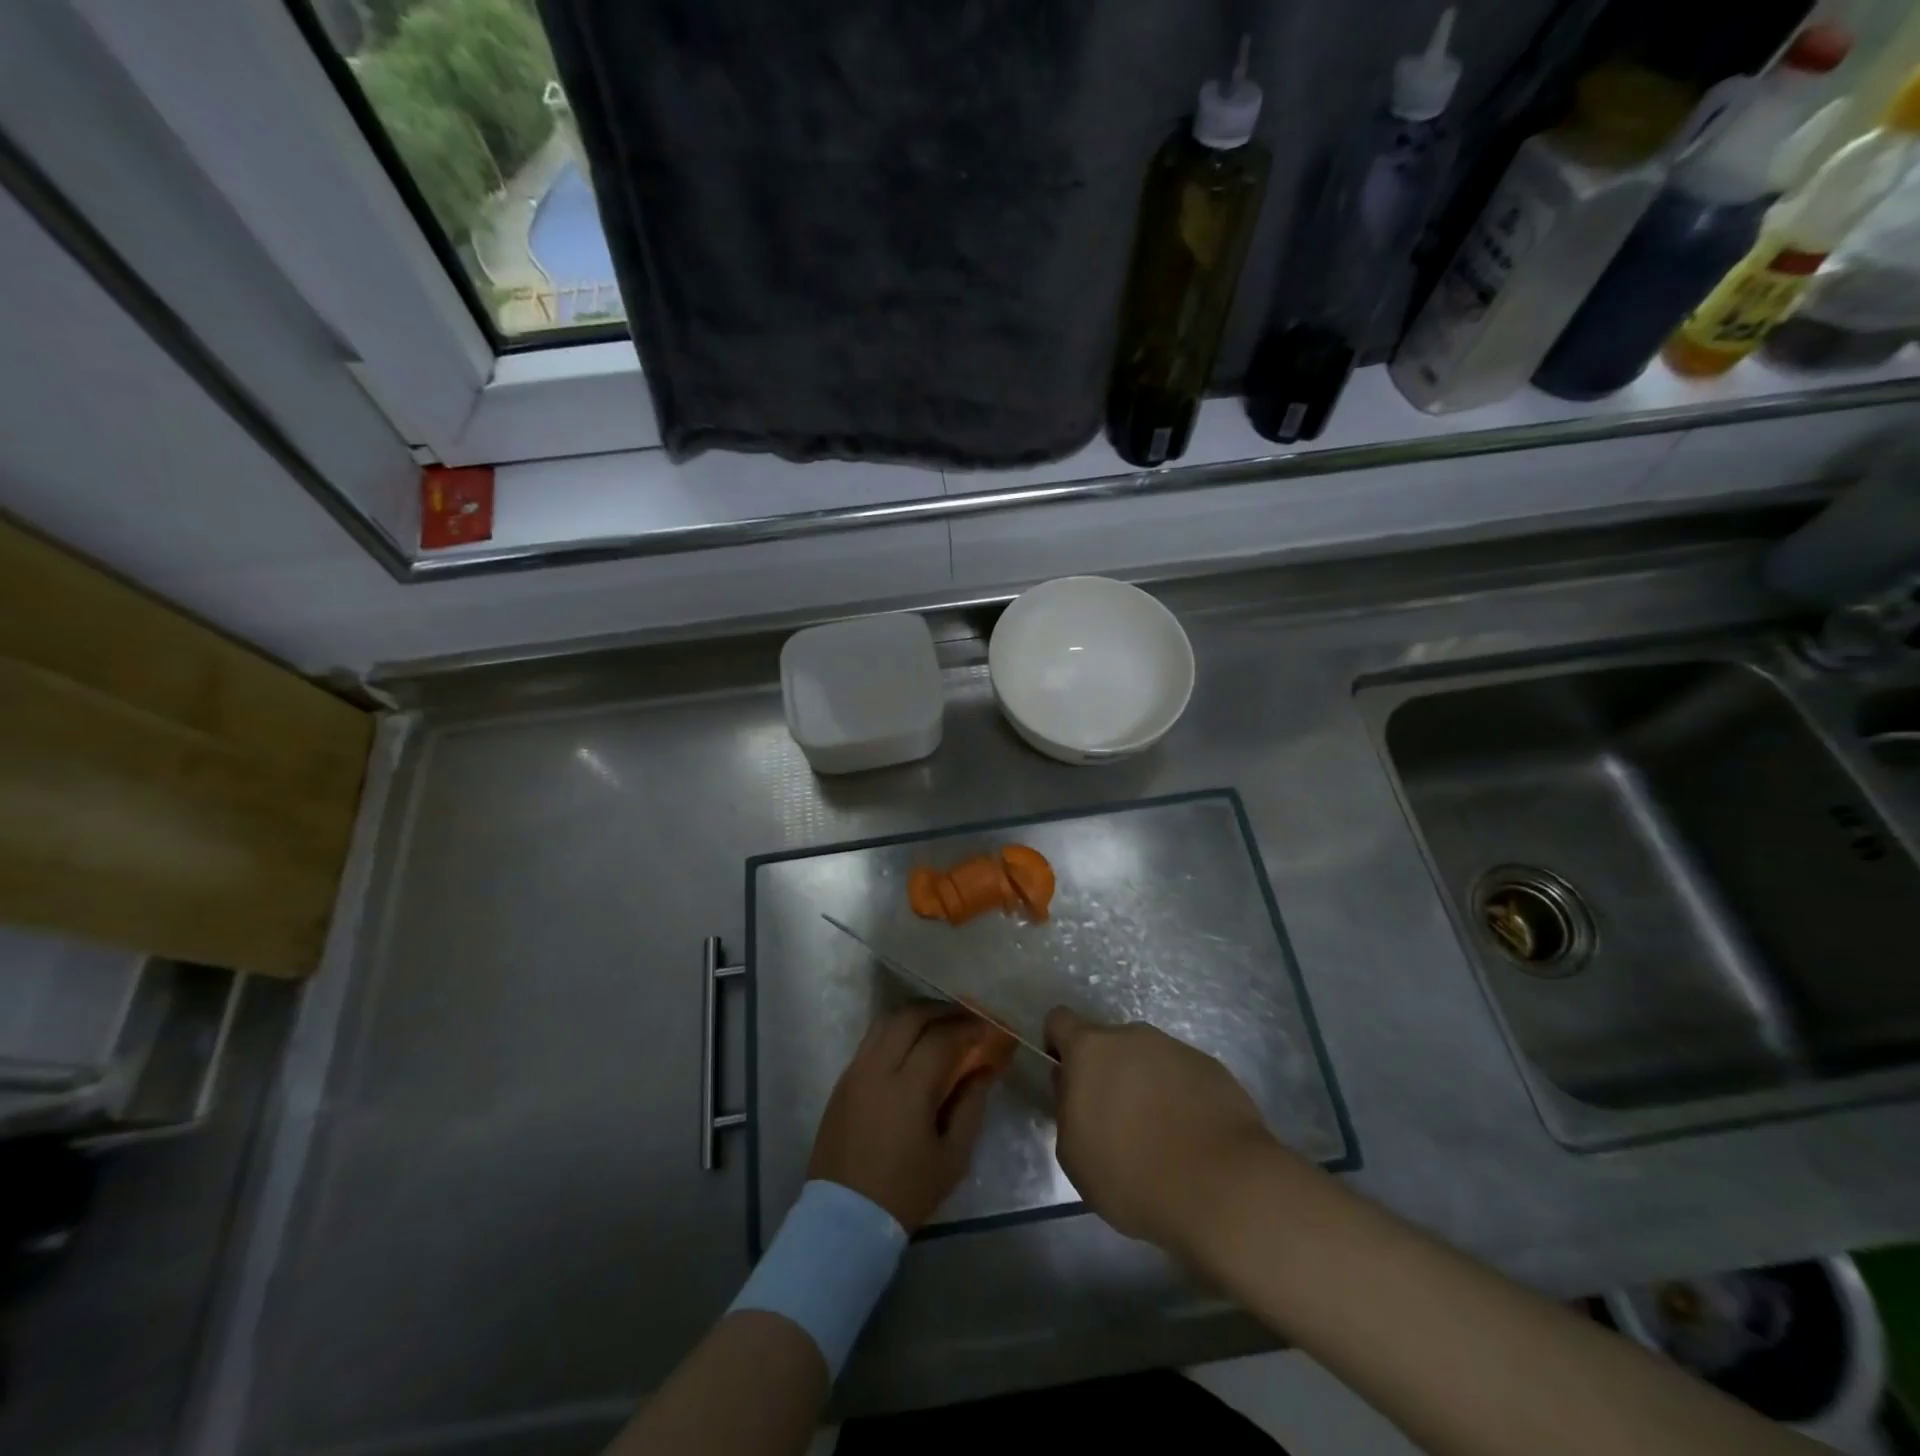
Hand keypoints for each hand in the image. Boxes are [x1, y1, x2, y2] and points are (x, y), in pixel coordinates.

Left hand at [807, 1003, 997, 1232]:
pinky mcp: (843, 1080)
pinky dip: (895, 1030)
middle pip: (910, 1016)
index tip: (986, 1026)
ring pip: (886, 1021)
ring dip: (915, 1014)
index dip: (967, 1027)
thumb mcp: (953, 1157)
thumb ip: (971, 1106)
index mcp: (907, 1089)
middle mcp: (877, 1069)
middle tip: (964, 1018)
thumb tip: (984, 1070)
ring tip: (938, 1024)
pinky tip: (911, 1044)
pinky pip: (871, 1039)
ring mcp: (855, 1071)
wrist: (845, 1218)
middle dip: (941, 1010)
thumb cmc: (906, 1191)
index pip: (941, 1038)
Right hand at [1045, 1008, 1277, 1256]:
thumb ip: (1068, 1109)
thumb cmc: (1132, 1174)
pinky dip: (1180, 1097)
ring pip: (1148, 1059)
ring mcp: (1176, 1048)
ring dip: (1145, 1085)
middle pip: (1109, 1043)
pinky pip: (1183, 1075)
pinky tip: (1190, 1138)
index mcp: (1091, 1049)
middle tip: (1115, 1121)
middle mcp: (1133, 1036)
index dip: (1058, 1045)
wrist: (1222, 1187)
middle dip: (1107, 1073)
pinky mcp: (1212, 1068)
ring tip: (1159, 1136)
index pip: (1060, 1020)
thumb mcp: (1074, 1154)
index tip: (1066, 1080)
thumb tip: (1075, 1089)